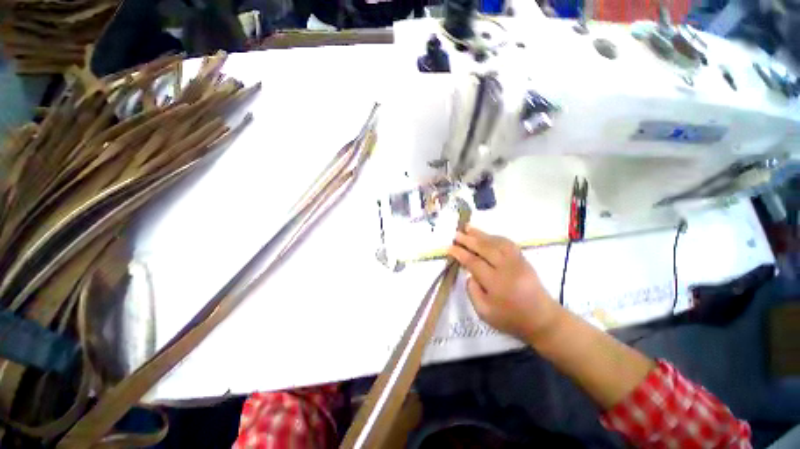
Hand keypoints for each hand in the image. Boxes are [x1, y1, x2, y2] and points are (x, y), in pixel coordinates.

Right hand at [447, 226, 561, 342]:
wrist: (543, 319)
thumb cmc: (510, 318)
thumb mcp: (484, 313)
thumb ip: (472, 292)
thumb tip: (469, 274)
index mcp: (496, 283)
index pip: (474, 262)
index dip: (460, 253)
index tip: (449, 247)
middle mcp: (507, 268)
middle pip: (485, 248)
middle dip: (468, 239)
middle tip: (456, 234)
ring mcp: (517, 261)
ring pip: (496, 242)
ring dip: (481, 234)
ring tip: (468, 227)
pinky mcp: (523, 259)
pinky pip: (507, 243)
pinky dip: (495, 237)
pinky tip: (486, 235)